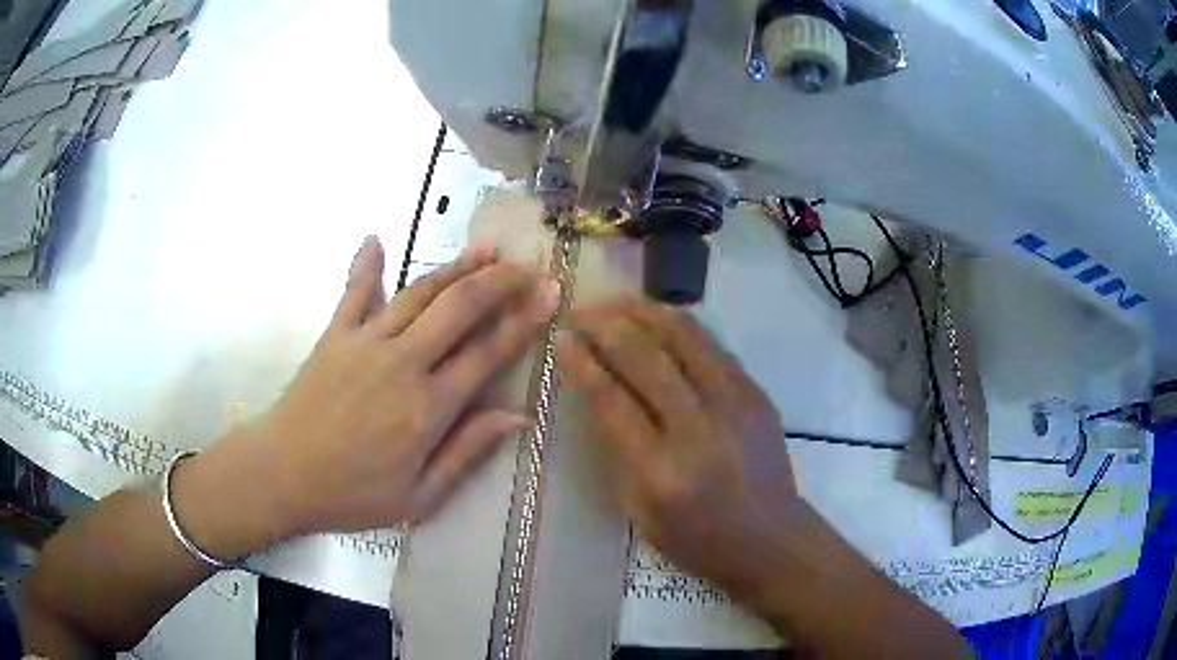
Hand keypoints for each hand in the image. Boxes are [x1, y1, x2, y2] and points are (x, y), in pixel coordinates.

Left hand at [221, 237, 558, 538]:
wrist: (282, 475)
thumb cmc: (352, 494)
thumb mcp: (419, 496)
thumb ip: (467, 453)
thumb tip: (515, 417)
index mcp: (428, 408)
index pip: (487, 353)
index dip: (524, 320)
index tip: (551, 293)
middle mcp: (402, 363)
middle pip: (459, 308)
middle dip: (500, 281)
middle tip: (528, 266)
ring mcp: (365, 342)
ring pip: (419, 293)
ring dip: (455, 267)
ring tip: (485, 248)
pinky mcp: (335, 335)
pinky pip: (353, 292)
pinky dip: (365, 264)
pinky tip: (374, 239)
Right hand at [557, 299, 800, 595]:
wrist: (768, 537)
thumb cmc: (696, 537)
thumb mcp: (638, 509)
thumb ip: (618, 449)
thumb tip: (600, 387)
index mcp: (662, 471)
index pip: (612, 401)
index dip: (582, 363)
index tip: (561, 338)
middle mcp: (699, 429)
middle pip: (646, 358)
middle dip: (606, 325)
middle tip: (581, 310)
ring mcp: (735, 405)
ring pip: (684, 337)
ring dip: (643, 311)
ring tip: (615, 301)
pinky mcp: (756, 393)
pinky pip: (712, 345)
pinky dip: (679, 324)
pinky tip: (657, 315)